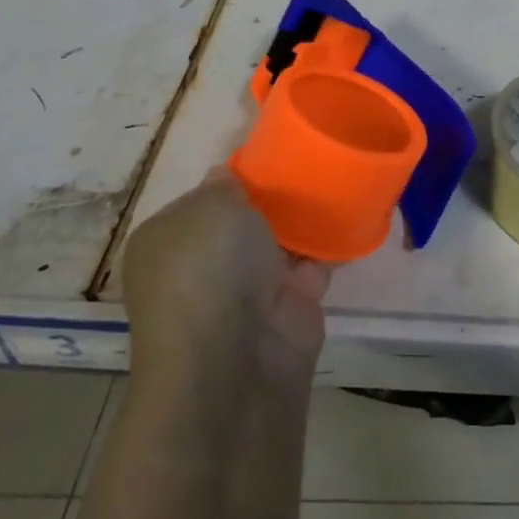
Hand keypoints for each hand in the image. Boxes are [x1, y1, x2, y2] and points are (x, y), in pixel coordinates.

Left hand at [121, 167, 329, 382]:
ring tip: (335, 178)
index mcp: (166, 244)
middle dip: (270, 200)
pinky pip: (314, 266)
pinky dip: (331, 247)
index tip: (266, 160)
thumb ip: (223, 185)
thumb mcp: (210, 205)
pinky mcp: (288, 310)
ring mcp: (246, 293)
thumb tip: (226, 180)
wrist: (236, 358)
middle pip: (242, 223)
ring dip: (303, 223)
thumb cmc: (208, 268)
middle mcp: (201, 269)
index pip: (200, 202)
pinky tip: (351, 214)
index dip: (231, 182)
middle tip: (307, 163)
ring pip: (279, 245)